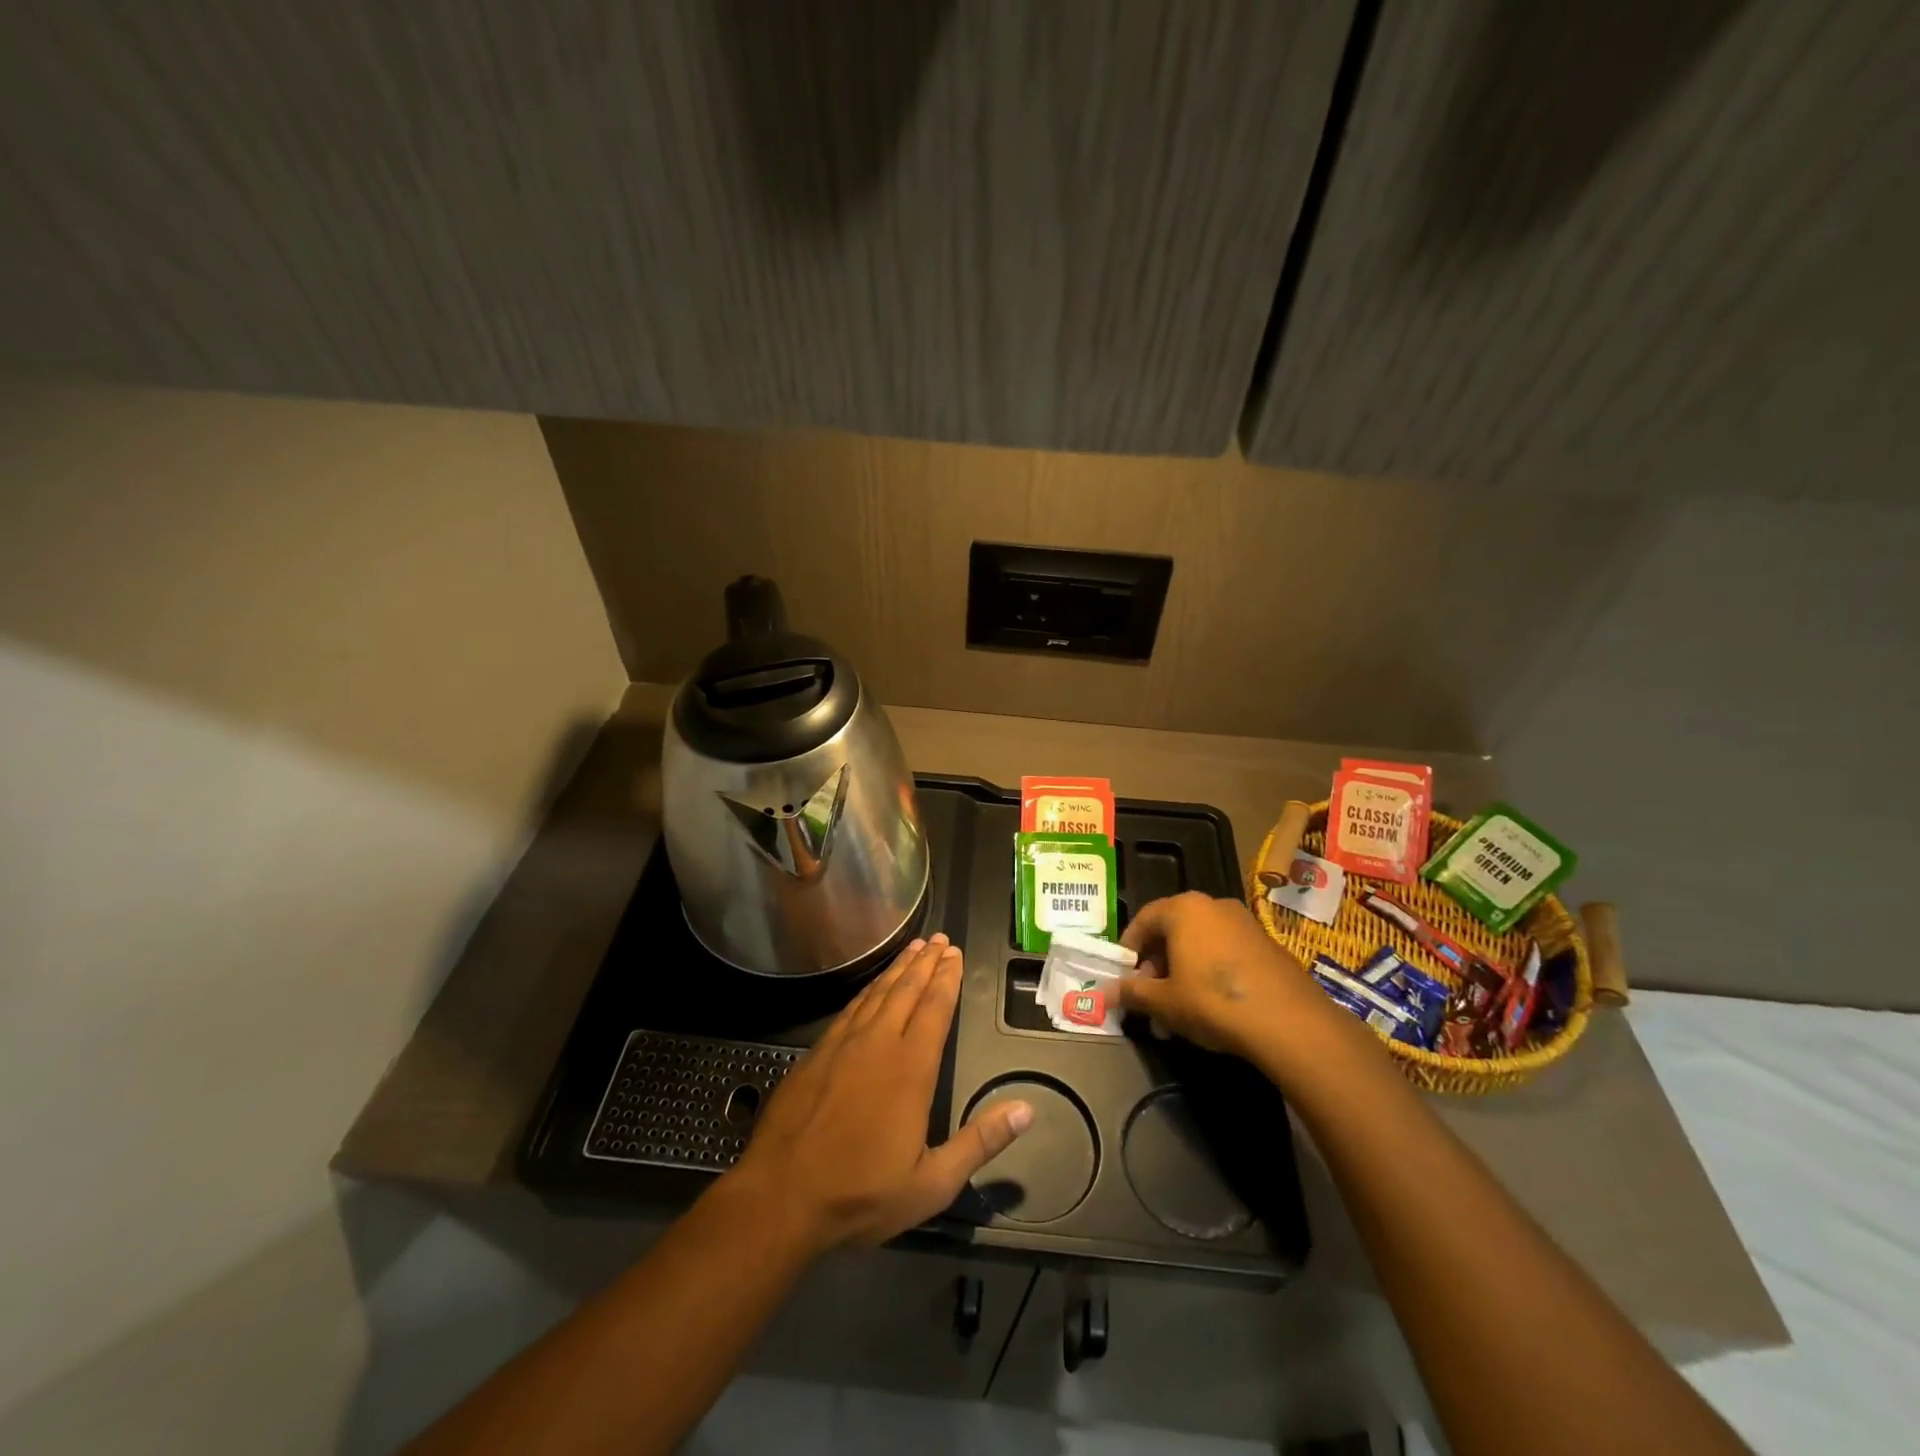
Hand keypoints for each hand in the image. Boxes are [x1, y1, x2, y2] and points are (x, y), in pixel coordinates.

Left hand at [724, 934, 1031, 1252]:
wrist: (780, 1196)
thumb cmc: (861, 1194)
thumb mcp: (932, 1183)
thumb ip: (980, 1142)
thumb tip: (1026, 1109)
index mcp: (911, 1069)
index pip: (935, 1009)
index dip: (947, 979)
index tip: (956, 954)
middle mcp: (878, 1044)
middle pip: (907, 990)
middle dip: (926, 962)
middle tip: (940, 939)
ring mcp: (843, 1044)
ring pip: (877, 993)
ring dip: (898, 968)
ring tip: (914, 948)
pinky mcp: (816, 1052)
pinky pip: (850, 1008)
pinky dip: (868, 989)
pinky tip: (873, 986)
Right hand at [1117, 892, 1339, 1061]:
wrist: (1289, 1022)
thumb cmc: (1213, 1001)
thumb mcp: (1164, 1002)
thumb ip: (1133, 993)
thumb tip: (1104, 992)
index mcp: (1183, 909)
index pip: (1144, 918)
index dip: (1129, 947)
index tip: (1124, 973)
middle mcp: (1213, 905)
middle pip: (1174, 929)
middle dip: (1157, 961)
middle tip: (1151, 993)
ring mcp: (1245, 923)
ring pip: (1201, 941)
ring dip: (1184, 968)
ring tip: (1180, 1006)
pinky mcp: (1268, 944)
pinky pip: (1227, 951)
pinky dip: (1212, 971)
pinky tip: (1213, 1005)